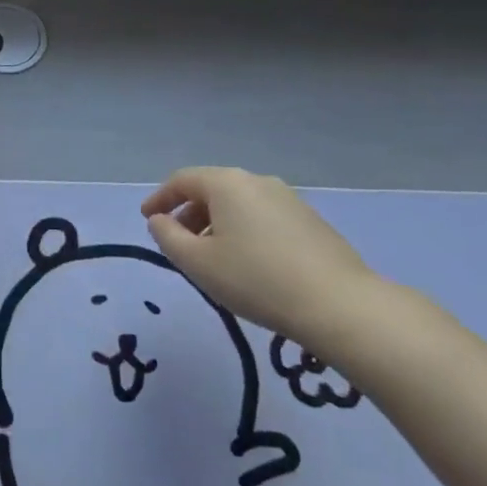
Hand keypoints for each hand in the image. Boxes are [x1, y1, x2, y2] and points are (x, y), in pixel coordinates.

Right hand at [140, 167, 385, 345]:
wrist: (339, 305)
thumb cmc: (255, 279)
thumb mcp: (197, 262)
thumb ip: (168, 237)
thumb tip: (160, 221)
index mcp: (227, 183)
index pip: (181, 180)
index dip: (159, 199)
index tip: (147, 220)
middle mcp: (257, 181)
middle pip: (211, 189)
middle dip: (188, 213)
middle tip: (177, 242)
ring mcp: (288, 199)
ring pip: (239, 204)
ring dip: (216, 223)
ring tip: (211, 257)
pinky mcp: (311, 221)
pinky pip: (262, 217)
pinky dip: (243, 231)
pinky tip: (247, 262)